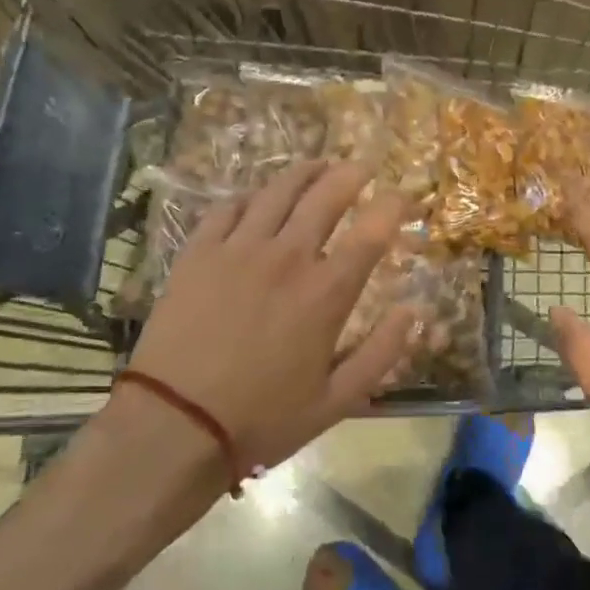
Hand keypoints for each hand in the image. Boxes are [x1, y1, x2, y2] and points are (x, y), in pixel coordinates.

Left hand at [121, 162, 413, 471]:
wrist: (174, 425)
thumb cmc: (262, 417)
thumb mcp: (337, 401)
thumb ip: (382, 352)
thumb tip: (415, 311)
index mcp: (326, 292)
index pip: (372, 230)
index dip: (394, 205)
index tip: (405, 196)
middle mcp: (287, 256)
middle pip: (326, 194)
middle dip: (351, 173)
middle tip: (363, 166)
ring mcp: (238, 248)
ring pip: (277, 190)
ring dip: (304, 172)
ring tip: (317, 164)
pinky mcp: (198, 252)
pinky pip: (228, 207)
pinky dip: (250, 197)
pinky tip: (256, 198)